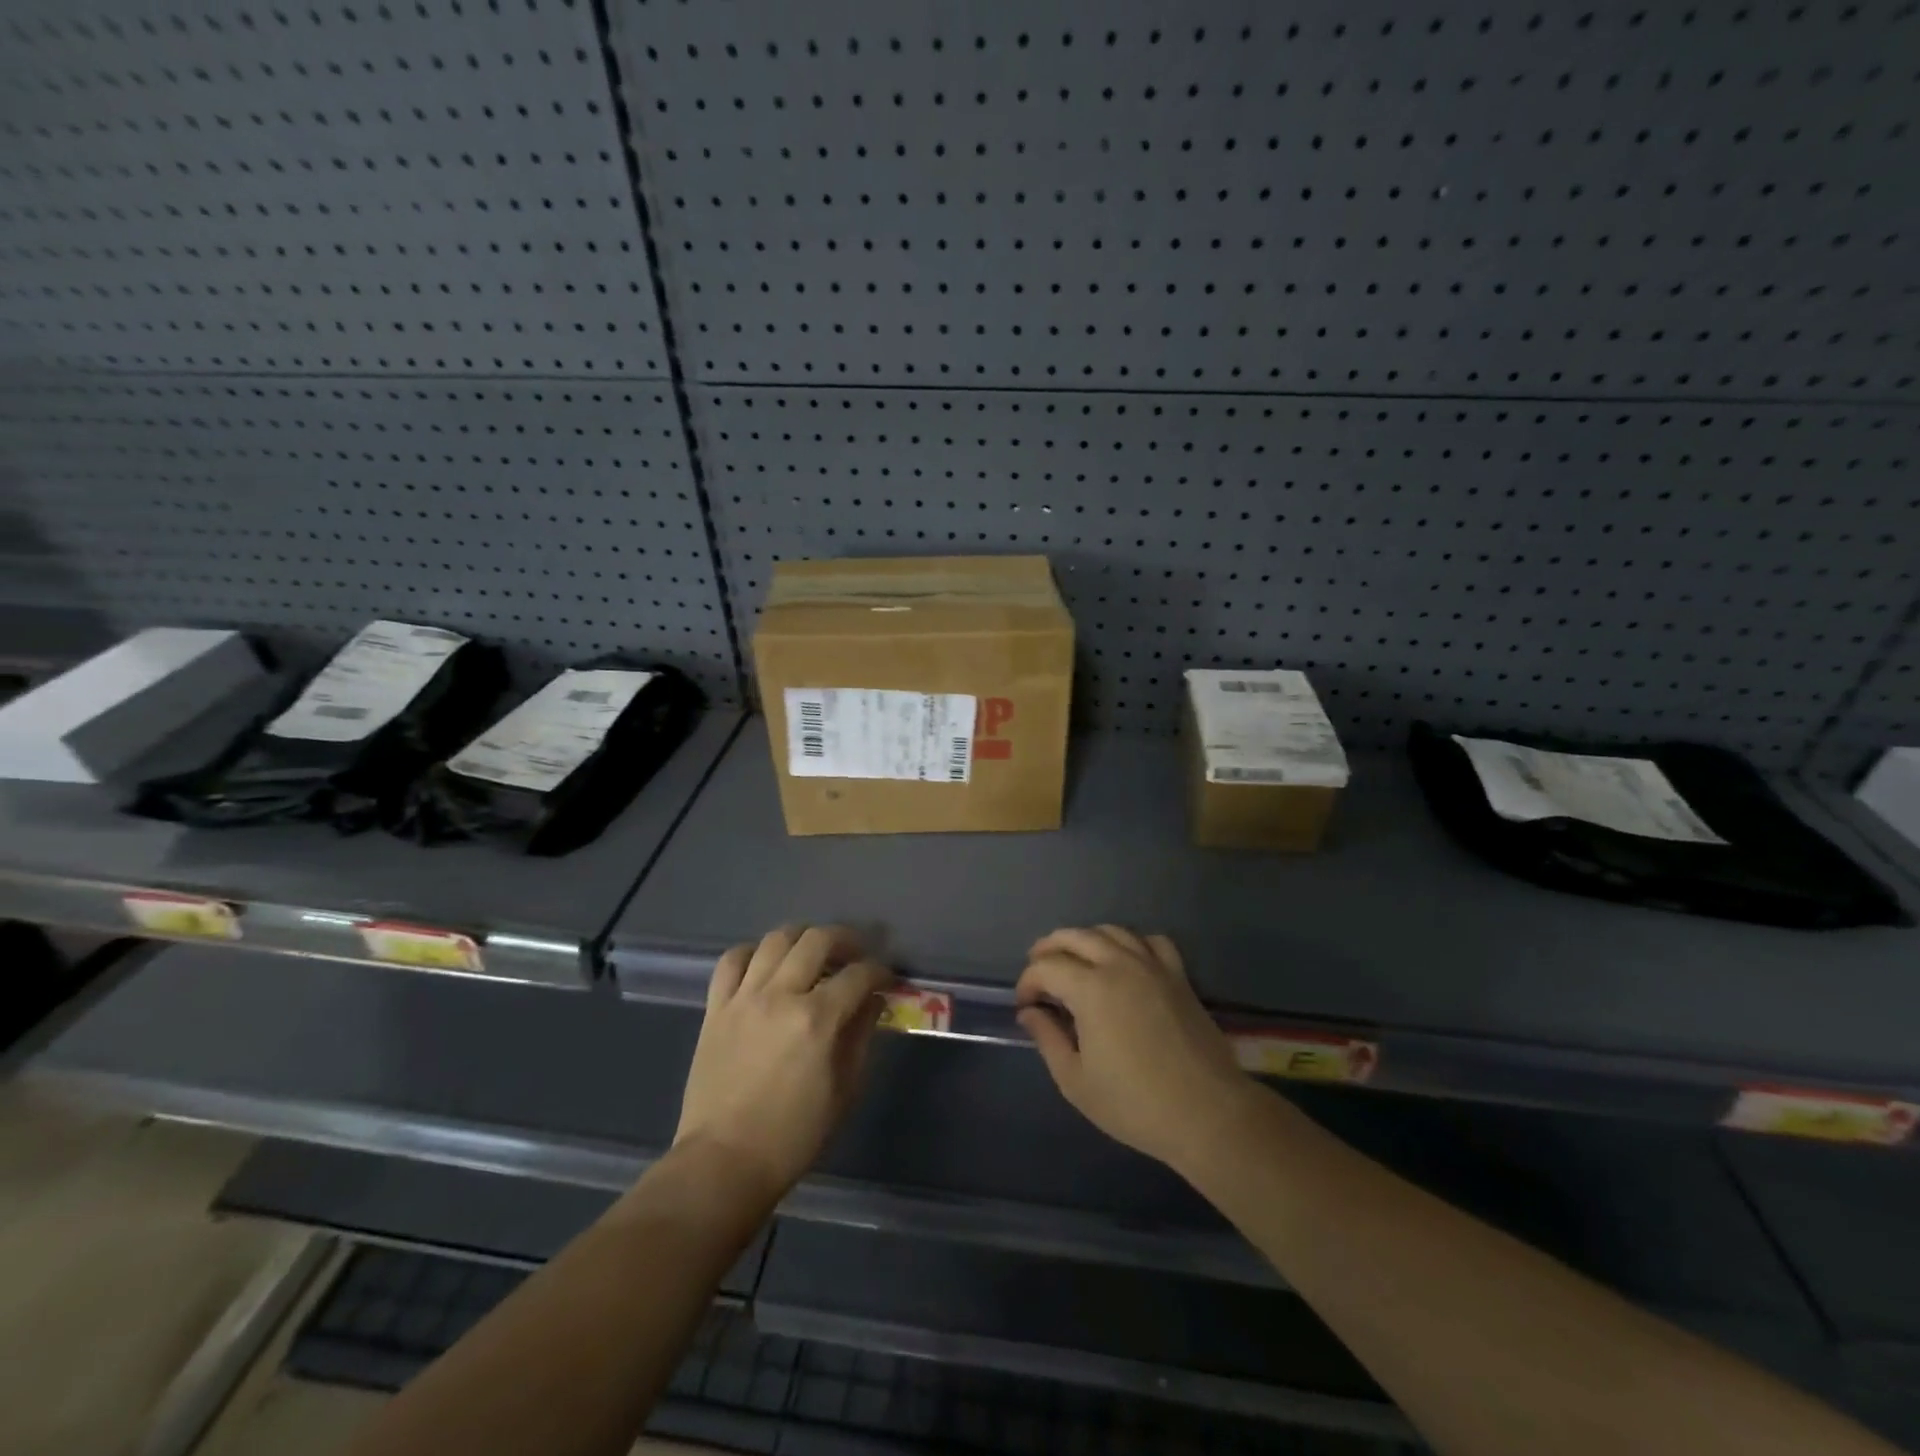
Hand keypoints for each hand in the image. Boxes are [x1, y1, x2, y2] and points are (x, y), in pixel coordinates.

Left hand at [674, 925, 892, 1202]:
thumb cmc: (794, 1135)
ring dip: (801, 938)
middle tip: (855, 954)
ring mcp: (744, 998)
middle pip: (818, 940)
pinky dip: (752, 953)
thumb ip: (861, 1036)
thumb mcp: (844, 1090)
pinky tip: (765, 964)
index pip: (859, 975)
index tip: (886, 979)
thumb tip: (873, 1001)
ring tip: (812, 952)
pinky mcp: (716, 1008)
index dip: (880, 971)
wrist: (724, 1161)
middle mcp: (781, 995)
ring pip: (775, 940)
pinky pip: (731, 961)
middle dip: (846, 939)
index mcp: (817, 1019)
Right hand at [1016, 926, 1252, 1170]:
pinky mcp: (1178, 976)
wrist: (1207, 1113)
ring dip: (1086, 939)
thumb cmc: (1135, 1103)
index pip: (1046, 967)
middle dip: (1048, 949)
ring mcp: (1152, 966)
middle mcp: (1119, 964)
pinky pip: (1151, 941)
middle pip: (1075, 937)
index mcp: (1090, 989)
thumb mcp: (1076, 1081)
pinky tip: (1126, 960)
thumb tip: (1029, 1012)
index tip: (1024, 1005)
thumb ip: (1047, 1039)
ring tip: (1075, 960)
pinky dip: (1132, 943)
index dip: (1028, 982)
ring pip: (1111, 931)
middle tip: (1038, 971)